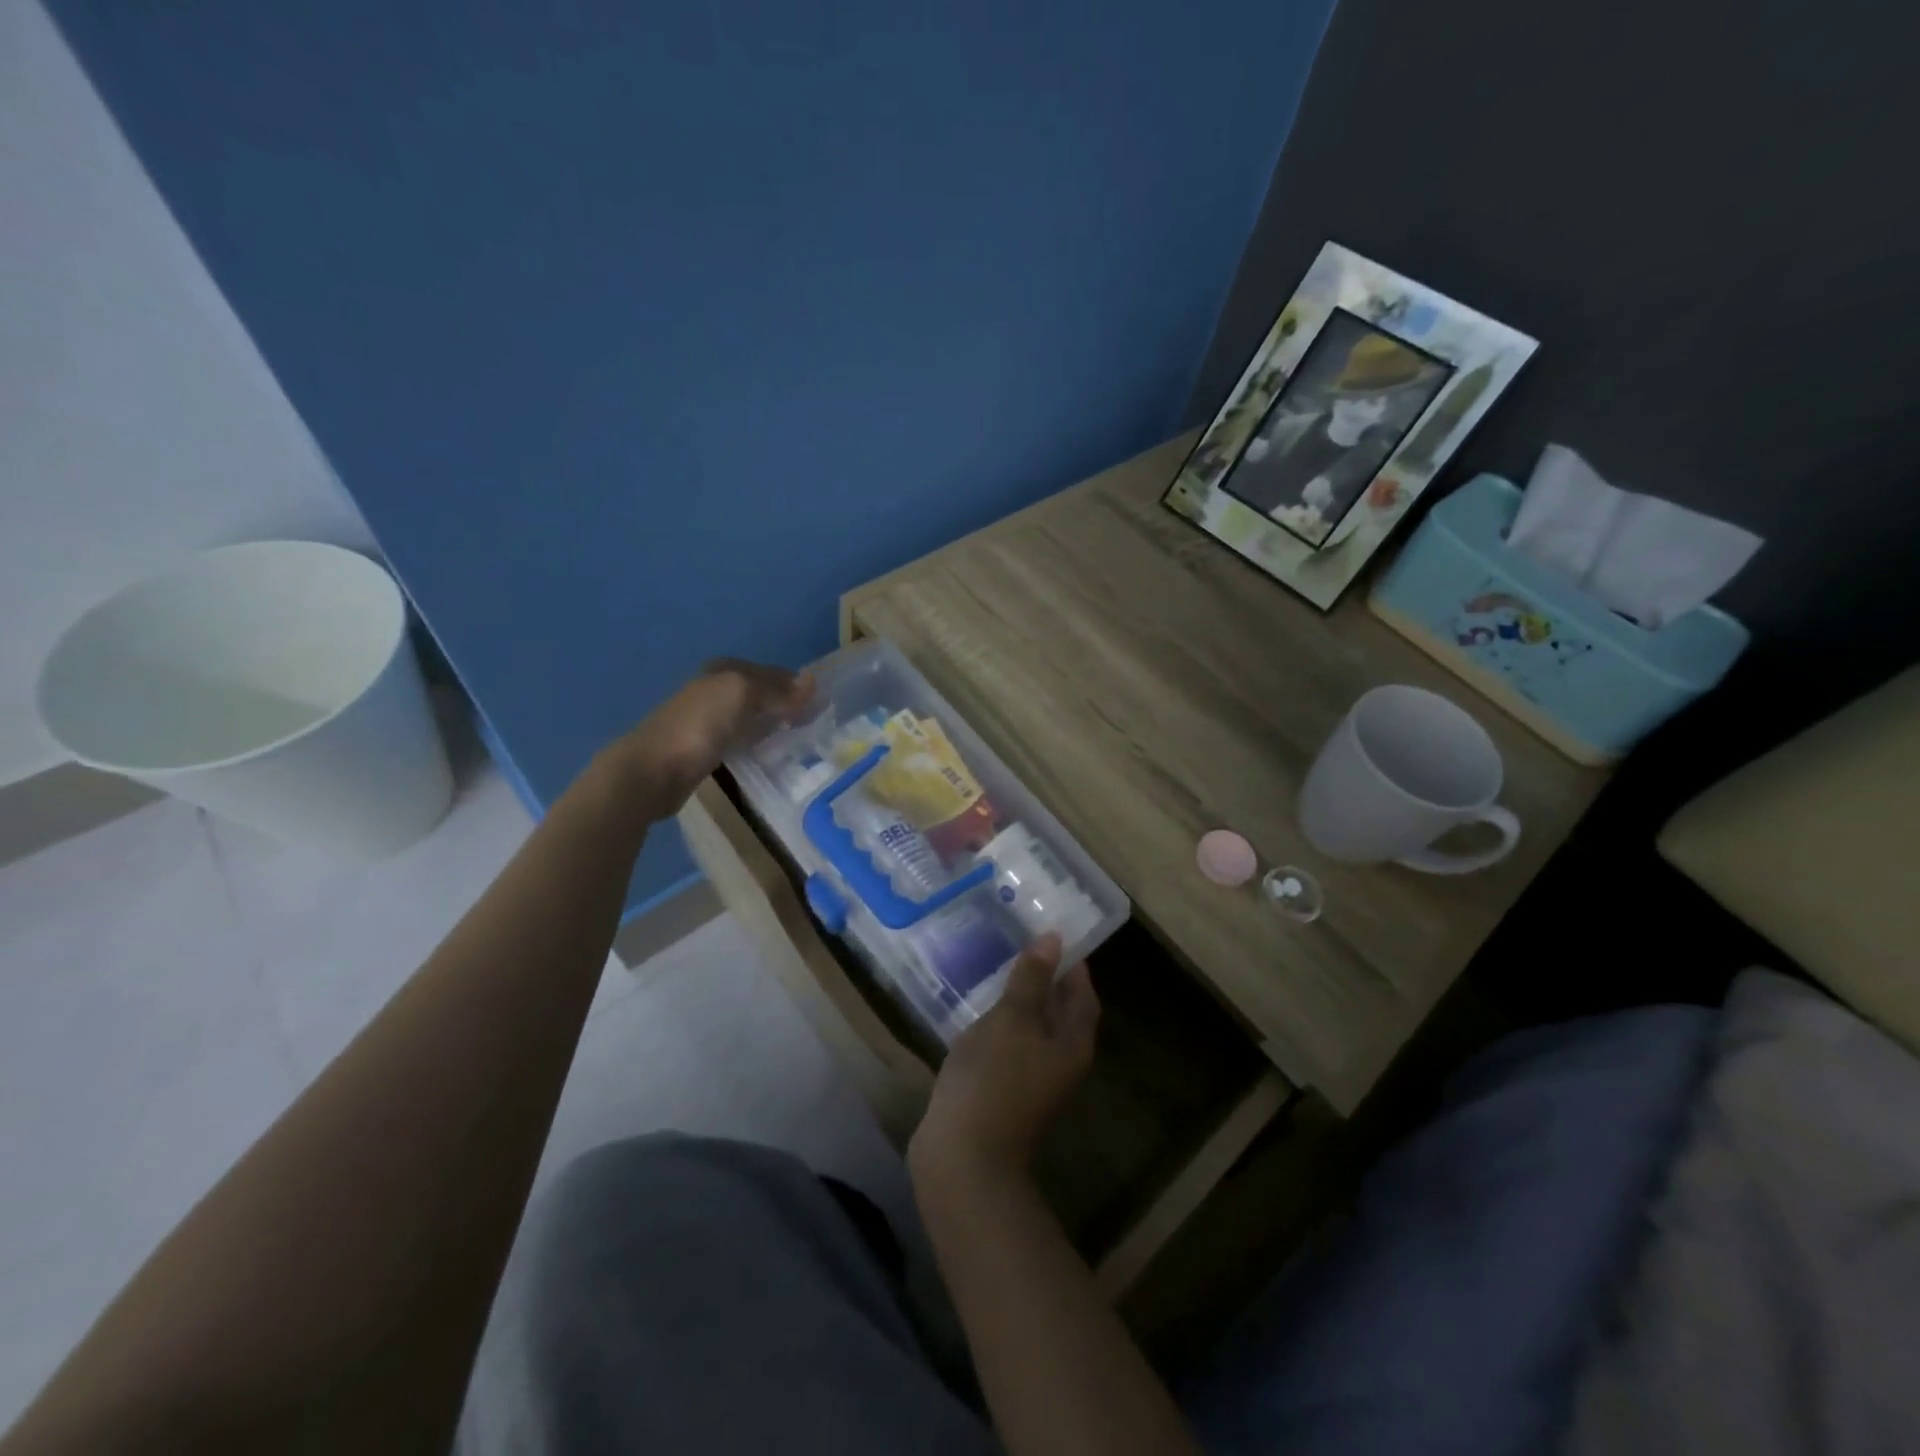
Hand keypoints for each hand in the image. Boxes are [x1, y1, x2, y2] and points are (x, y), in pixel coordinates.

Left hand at [610, 658, 814, 818]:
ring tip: (799, 737)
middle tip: (816, 722)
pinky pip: (741, 738)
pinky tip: (770, 752)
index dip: (797, 685)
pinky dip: (758, 741)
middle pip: (761, 693)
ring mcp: (708, 720)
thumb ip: (776, 690)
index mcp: (724, 670)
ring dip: (773, 723)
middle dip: (787, 703)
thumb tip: (812, 683)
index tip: (823, 703)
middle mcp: (715, 689)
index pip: (772, 672)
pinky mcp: (704, 748)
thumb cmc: (698, 726)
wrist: (652, 770)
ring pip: (751, 715)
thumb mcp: (741, 694)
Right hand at [909, 933, 1099, 1188]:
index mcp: (1073, 1043)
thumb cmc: (995, 1077)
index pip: (1083, 993)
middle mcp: (1060, 1060)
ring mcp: (1031, 1079)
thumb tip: (1054, 939)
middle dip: (1043, 977)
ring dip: (1018, 999)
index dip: (1071, 963)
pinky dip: (998, 1022)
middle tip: (1018, 941)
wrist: (963, 1156)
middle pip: (1059, 1011)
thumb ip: (1032, 978)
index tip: (1050, 932)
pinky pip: (1008, 1045)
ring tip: (993, 966)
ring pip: (1031, 1028)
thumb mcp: (1014, 1018)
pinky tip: (975, 1008)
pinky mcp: (1003, 1089)